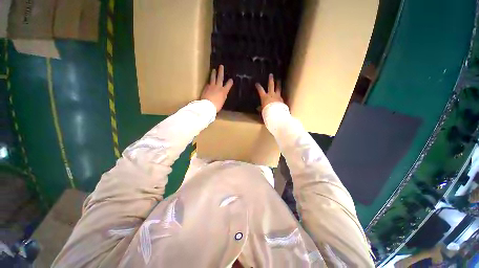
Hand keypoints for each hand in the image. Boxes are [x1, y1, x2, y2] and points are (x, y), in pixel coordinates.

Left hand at [201, 65, 233, 111]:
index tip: (231, 79)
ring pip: (213, 78)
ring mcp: (211, 86)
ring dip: (213, 73)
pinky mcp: (205, 88)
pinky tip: (208, 80)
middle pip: (220, 77)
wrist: (207, 106)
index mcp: (224, 91)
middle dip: (221, 71)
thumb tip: (222, 94)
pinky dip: (209, 81)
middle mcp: (218, 87)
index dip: (230, 82)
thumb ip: (222, 96)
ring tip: (213, 70)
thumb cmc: (216, 106)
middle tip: (221, 66)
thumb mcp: (222, 101)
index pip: (228, 85)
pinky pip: (208, 83)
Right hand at [255, 74, 283, 110]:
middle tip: (271, 75)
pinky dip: (280, 95)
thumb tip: (258, 108)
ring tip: (279, 80)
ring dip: (278, 84)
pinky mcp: (282, 99)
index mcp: (264, 97)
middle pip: (271, 85)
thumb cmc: (267, 111)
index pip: (260, 90)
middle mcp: (271, 95)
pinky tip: (281, 95)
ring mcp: (277, 96)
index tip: (257, 83)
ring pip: (278, 88)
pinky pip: (281, 96)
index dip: (258, 86)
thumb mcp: (262, 110)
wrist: (275, 113)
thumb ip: (261, 108)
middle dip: (270, 80)